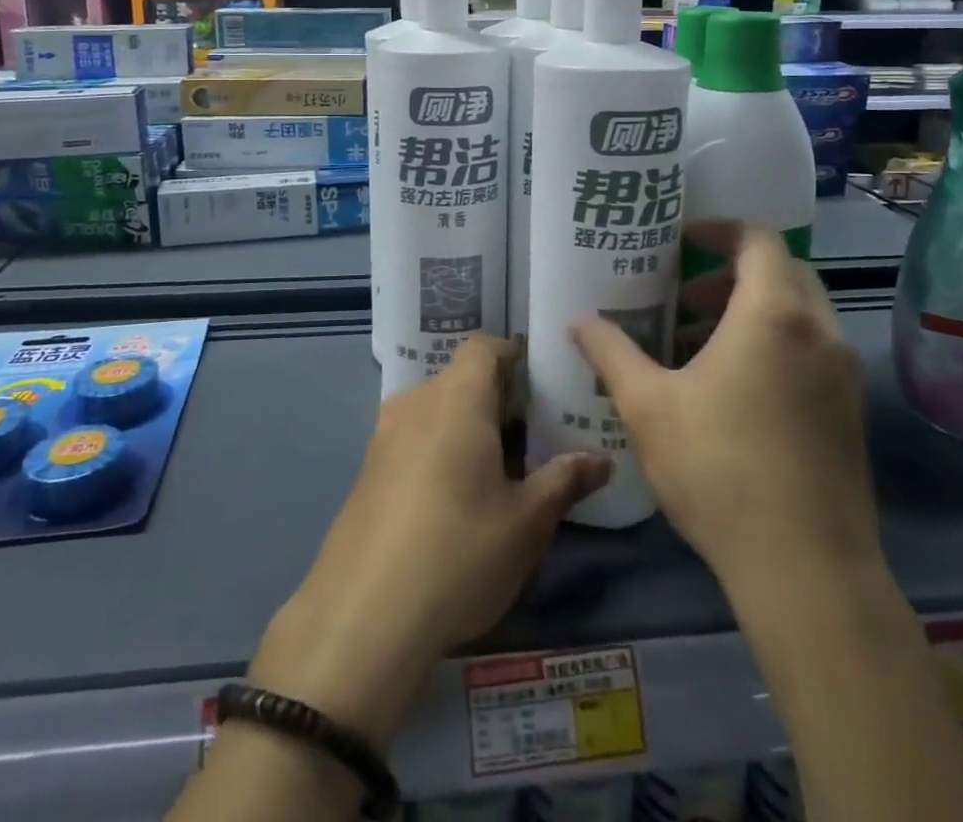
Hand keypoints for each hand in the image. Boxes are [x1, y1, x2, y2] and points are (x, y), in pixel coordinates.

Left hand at [251, 336, 610, 746]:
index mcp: (457, 398)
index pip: (484, 347)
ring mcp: (385, 434)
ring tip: (500, 469)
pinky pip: (414, 437)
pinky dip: (440, 448)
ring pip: (436, 409)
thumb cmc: (458, 554)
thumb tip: (600, 460)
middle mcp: (417, 402)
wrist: (362, 616)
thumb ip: (564, 481)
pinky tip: (456, 498)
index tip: (542, 384)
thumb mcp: (526, 523)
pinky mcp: (368, 469)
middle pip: (461, 378)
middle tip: (535, 436)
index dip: (513, 355)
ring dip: (468, 426)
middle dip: (498, 398)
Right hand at [573, 223, 881, 599]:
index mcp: (773, 315)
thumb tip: (577, 320)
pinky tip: (731, 389)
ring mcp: (843, 373)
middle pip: (782, 271)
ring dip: (750, 312)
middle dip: (730, 273)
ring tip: (697, 345)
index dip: (719, 229)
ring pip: (799, 313)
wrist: (807, 569)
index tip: (681, 240)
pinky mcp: (850, 411)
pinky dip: (774, 344)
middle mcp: (819, 332)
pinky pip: (811, 350)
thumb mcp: (647, 405)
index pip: (759, 239)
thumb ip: (610, 352)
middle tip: (683, 297)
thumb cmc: (719, 469)